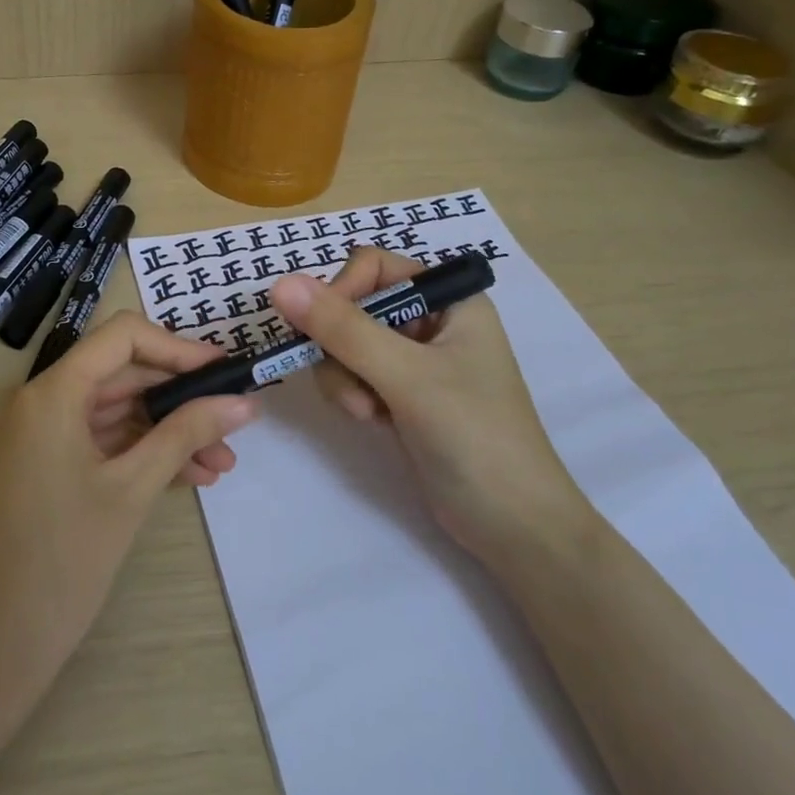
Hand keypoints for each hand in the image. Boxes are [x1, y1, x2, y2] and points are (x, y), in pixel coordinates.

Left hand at [0, 311, 255, 674]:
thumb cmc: (63, 557)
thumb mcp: (133, 488)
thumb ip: (187, 435)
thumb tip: (244, 402)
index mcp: (55, 391)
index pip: (123, 337)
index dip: (178, 348)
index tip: (224, 371)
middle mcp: (46, 401)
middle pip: (125, 374)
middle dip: (182, 397)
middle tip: (234, 419)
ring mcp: (47, 435)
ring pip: (121, 412)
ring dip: (171, 432)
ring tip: (224, 463)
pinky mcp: (53, 466)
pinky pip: (107, 443)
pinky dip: (147, 454)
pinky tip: (193, 478)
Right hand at [270, 249, 593, 566]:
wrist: (514, 527)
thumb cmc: (474, 436)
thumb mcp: (407, 376)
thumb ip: (343, 329)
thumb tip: (280, 284)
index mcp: (449, 299)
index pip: (373, 267)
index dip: (341, 292)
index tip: (323, 332)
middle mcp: (432, 320)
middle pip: (354, 305)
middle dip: (340, 346)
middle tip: (348, 384)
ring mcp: (416, 360)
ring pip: (347, 343)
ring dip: (343, 376)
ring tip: (364, 412)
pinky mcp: (403, 393)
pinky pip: (355, 373)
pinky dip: (352, 393)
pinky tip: (372, 420)